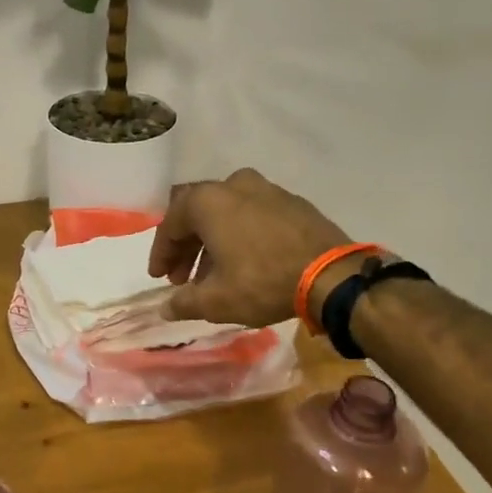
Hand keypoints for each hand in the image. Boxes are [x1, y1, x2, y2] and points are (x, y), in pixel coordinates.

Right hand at [148, 169, 352, 326]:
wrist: (332, 274)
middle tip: (182, 278)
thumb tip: (165, 308)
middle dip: (186, 247)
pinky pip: (252, 213)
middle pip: (197, 214)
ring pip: (226, 213)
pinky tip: (245, 261)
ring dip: (213, 241)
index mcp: (207, 201)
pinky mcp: (291, 201)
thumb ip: (183, 302)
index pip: (170, 225)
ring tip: (213, 274)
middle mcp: (233, 184)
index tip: (159, 278)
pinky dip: (240, 234)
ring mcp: (265, 188)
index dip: (161, 254)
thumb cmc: (262, 281)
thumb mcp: (216, 300)